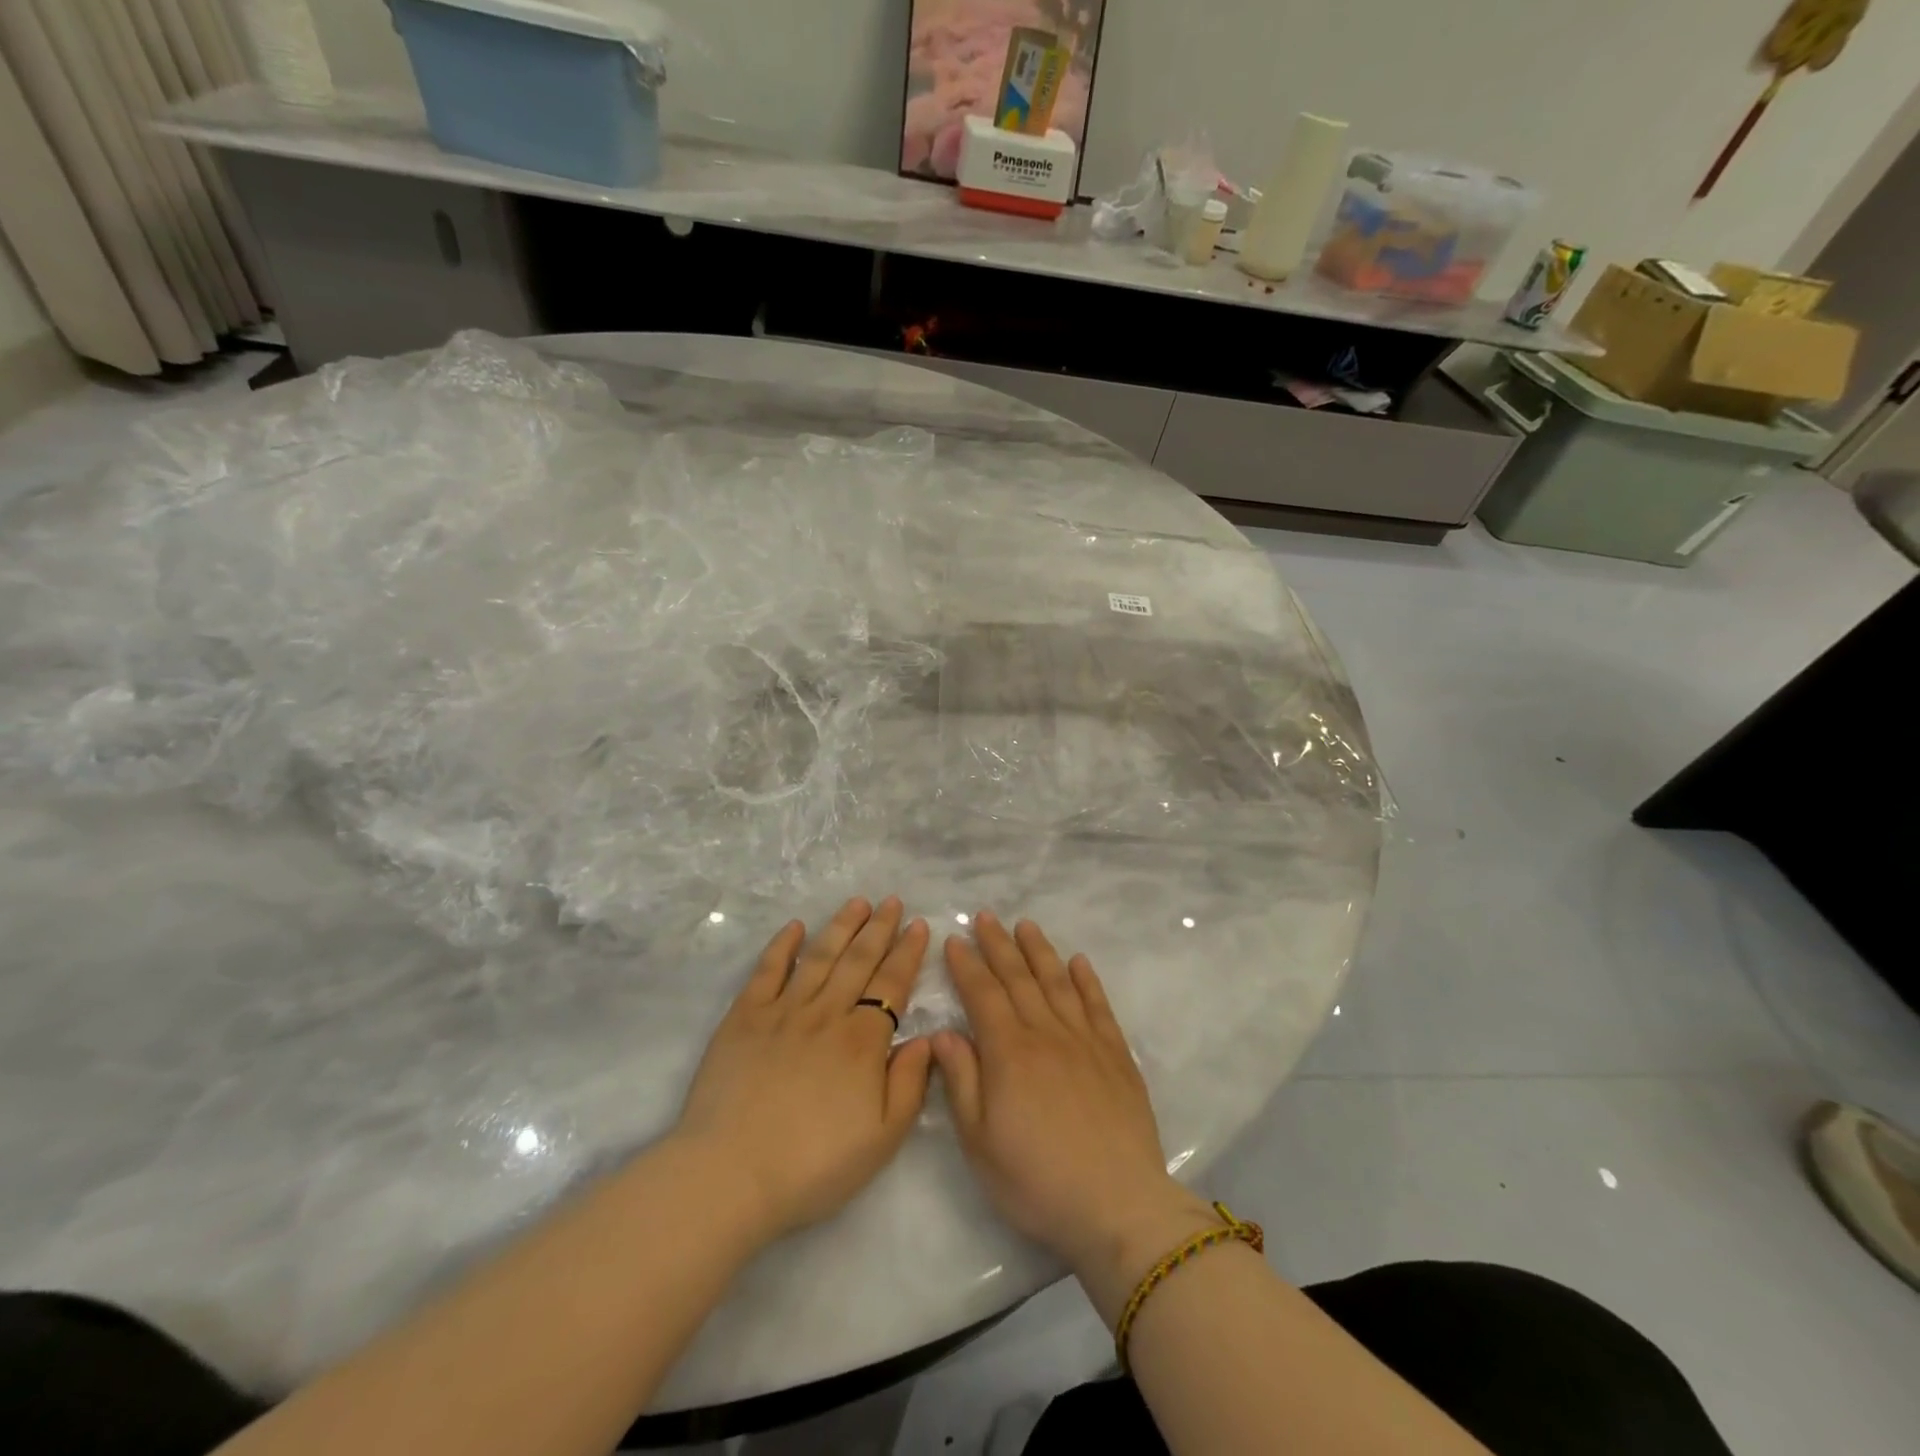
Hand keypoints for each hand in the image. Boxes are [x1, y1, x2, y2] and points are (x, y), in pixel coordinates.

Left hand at [674, 897, 932, 1241]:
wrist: (730, 1175)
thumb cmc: (813, 1165)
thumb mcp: (882, 1138)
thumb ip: (909, 1084)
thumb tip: (927, 1039)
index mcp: (862, 1041)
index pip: (892, 984)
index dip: (907, 953)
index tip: (919, 925)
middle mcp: (826, 1014)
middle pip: (858, 961)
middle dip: (879, 928)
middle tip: (893, 901)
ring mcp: (782, 1011)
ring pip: (819, 957)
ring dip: (840, 927)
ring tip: (857, 903)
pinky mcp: (743, 1017)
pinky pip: (767, 971)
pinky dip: (782, 945)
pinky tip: (794, 927)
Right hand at [932, 913, 1215, 1293]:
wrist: (1118, 1205)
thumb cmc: (1037, 1180)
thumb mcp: (980, 1142)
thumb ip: (961, 1081)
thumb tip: (945, 1033)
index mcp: (1009, 1053)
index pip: (983, 995)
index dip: (967, 966)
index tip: (955, 940)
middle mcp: (1046, 1033)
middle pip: (1018, 978)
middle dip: (998, 945)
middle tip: (985, 917)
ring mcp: (1085, 1040)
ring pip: (1057, 982)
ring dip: (1039, 951)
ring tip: (1025, 925)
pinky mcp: (1116, 1054)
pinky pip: (1098, 1005)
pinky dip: (1087, 980)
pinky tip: (1079, 961)